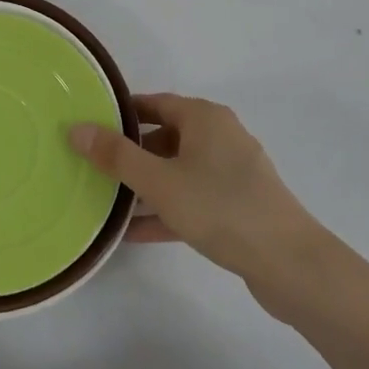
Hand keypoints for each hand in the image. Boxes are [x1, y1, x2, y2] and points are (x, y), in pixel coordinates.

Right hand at [69, 94, 329, 295]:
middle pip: (165, 136)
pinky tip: (134, 233)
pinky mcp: (239, 207)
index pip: (154, 103)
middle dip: (131, 152)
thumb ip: (116, 155)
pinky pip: (193, 200)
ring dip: (146, 186)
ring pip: (178, 171)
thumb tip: (76, 128)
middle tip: (94, 167)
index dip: (121, 113)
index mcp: (205, 118)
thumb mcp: (159, 181)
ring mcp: (233, 173)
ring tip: (107, 201)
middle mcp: (221, 137)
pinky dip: (166, 210)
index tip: (91, 127)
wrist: (291, 265)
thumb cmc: (220, 208)